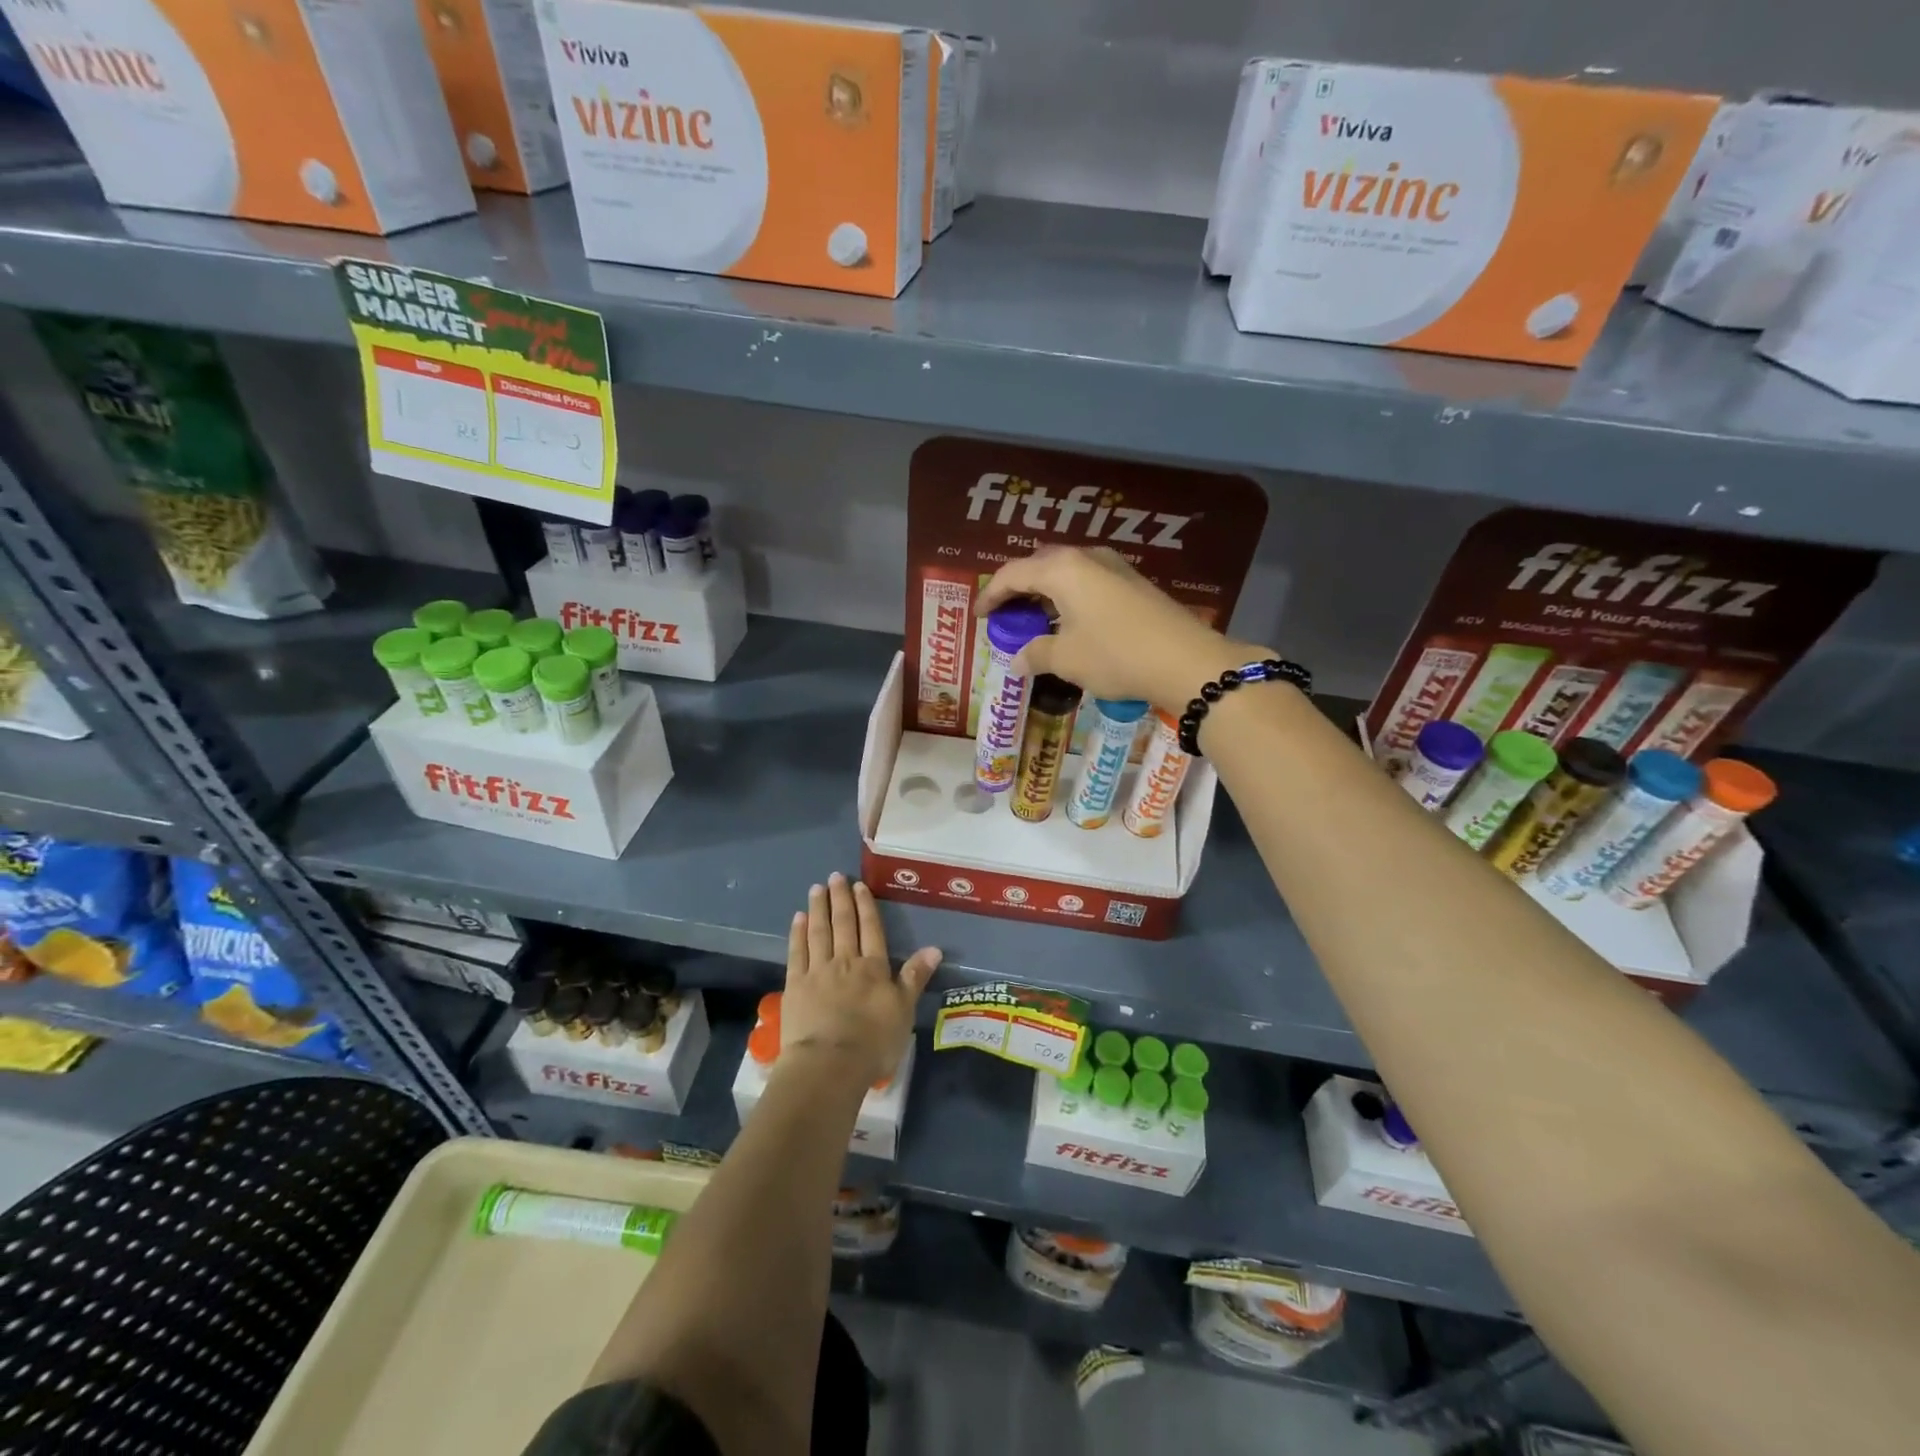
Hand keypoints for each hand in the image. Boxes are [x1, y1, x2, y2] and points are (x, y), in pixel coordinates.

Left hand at [782, 873, 940, 1088]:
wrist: (829, 1065)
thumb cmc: (872, 1042)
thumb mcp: (904, 1010)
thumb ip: (915, 977)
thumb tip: (935, 948)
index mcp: (873, 967)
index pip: (870, 929)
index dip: (865, 906)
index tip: (859, 886)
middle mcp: (845, 961)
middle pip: (843, 924)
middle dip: (840, 899)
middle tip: (835, 877)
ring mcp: (817, 971)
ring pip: (818, 932)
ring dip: (818, 908)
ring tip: (816, 889)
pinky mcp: (795, 986)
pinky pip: (797, 952)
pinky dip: (798, 933)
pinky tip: (798, 918)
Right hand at [976, 547, 1269, 712]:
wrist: (1186, 660)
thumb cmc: (1115, 655)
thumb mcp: (1067, 659)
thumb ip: (1035, 654)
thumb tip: (1017, 660)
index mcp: (1061, 569)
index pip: (1012, 574)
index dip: (991, 595)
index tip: (979, 616)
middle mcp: (1086, 558)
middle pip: (1039, 566)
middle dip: (1018, 590)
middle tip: (1005, 615)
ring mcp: (1114, 567)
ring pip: (1066, 574)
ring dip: (1045, 594)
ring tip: (1034, 621)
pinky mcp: (1133, 583)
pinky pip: (1087, 583)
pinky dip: (1068, 599)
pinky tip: (1069, 623)